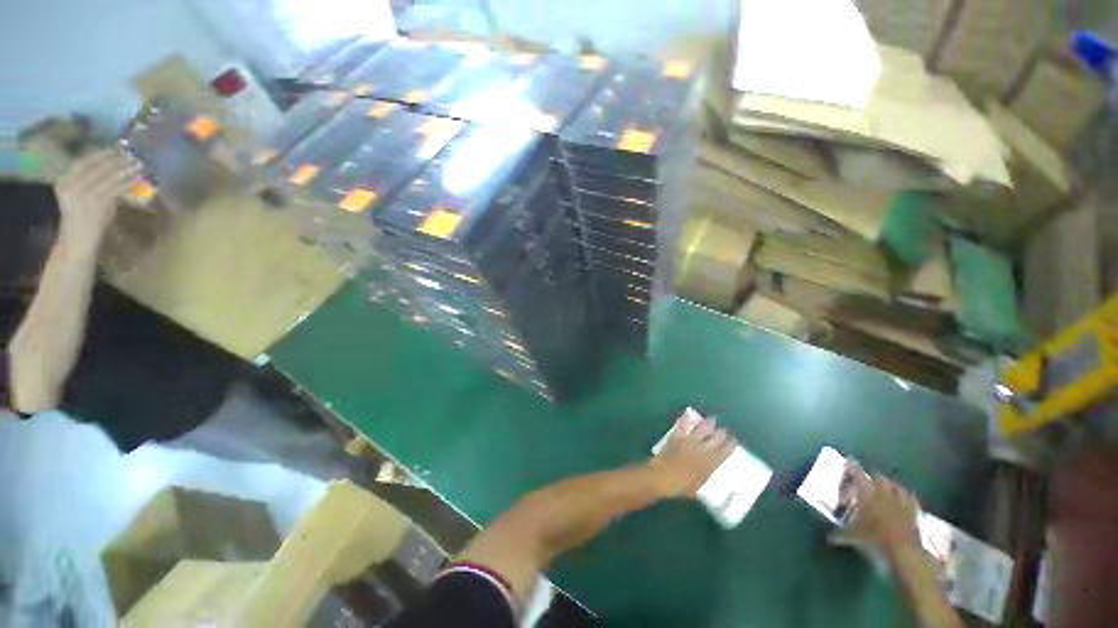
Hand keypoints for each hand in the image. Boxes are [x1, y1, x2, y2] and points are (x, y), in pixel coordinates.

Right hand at [54, 148, 142, 245]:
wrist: (77, 239)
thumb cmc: (83, 217)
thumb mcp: (82, 195)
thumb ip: (92, 181)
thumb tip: (114, 167)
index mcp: (63, 180)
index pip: (85, 161)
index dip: (102, 153)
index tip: (117, 147)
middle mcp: (71, 183)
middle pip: (98, 166)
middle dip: (116, 159)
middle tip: (132, 153)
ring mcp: (83, 192)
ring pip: (108, 176)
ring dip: (126, 169)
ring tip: (139, 163)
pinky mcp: (96, 201)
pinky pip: (115, 188)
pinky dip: (128, 182)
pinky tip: (137, 178)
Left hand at [647, 411, 734, 497]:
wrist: (661, 476)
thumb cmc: (680, 486)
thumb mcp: (698, 488)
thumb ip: (705, 478)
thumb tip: (709, 474)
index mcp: (710, 463)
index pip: (724, 452)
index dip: (730, 445)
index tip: (734, 440)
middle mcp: (702, 449)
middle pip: (716, 438)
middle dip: (722, 433)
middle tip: (725, 430)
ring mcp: (689, 440)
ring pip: (702, 429)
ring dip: (708, 423)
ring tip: (712, 419)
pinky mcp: (677, 436)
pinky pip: (682, 425)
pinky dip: (686, 419)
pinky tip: (688, 414)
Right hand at [843, 463, 921, 555]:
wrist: (904, 551)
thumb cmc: (873, 539)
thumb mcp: (853, 537)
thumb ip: (840, 534)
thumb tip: (829, 537)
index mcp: (866, 493)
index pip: (856, 473)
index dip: (851, 466)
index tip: (847, 462)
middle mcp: (884, 491)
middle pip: (877, 477)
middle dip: (870, 478)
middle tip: (864, 485)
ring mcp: (901, 500)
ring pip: (894, 485)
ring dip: (888, 486)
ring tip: (883, 492)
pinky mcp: (914, 510)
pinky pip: (909, 497)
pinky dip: (903, 496)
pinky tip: (901, 502)